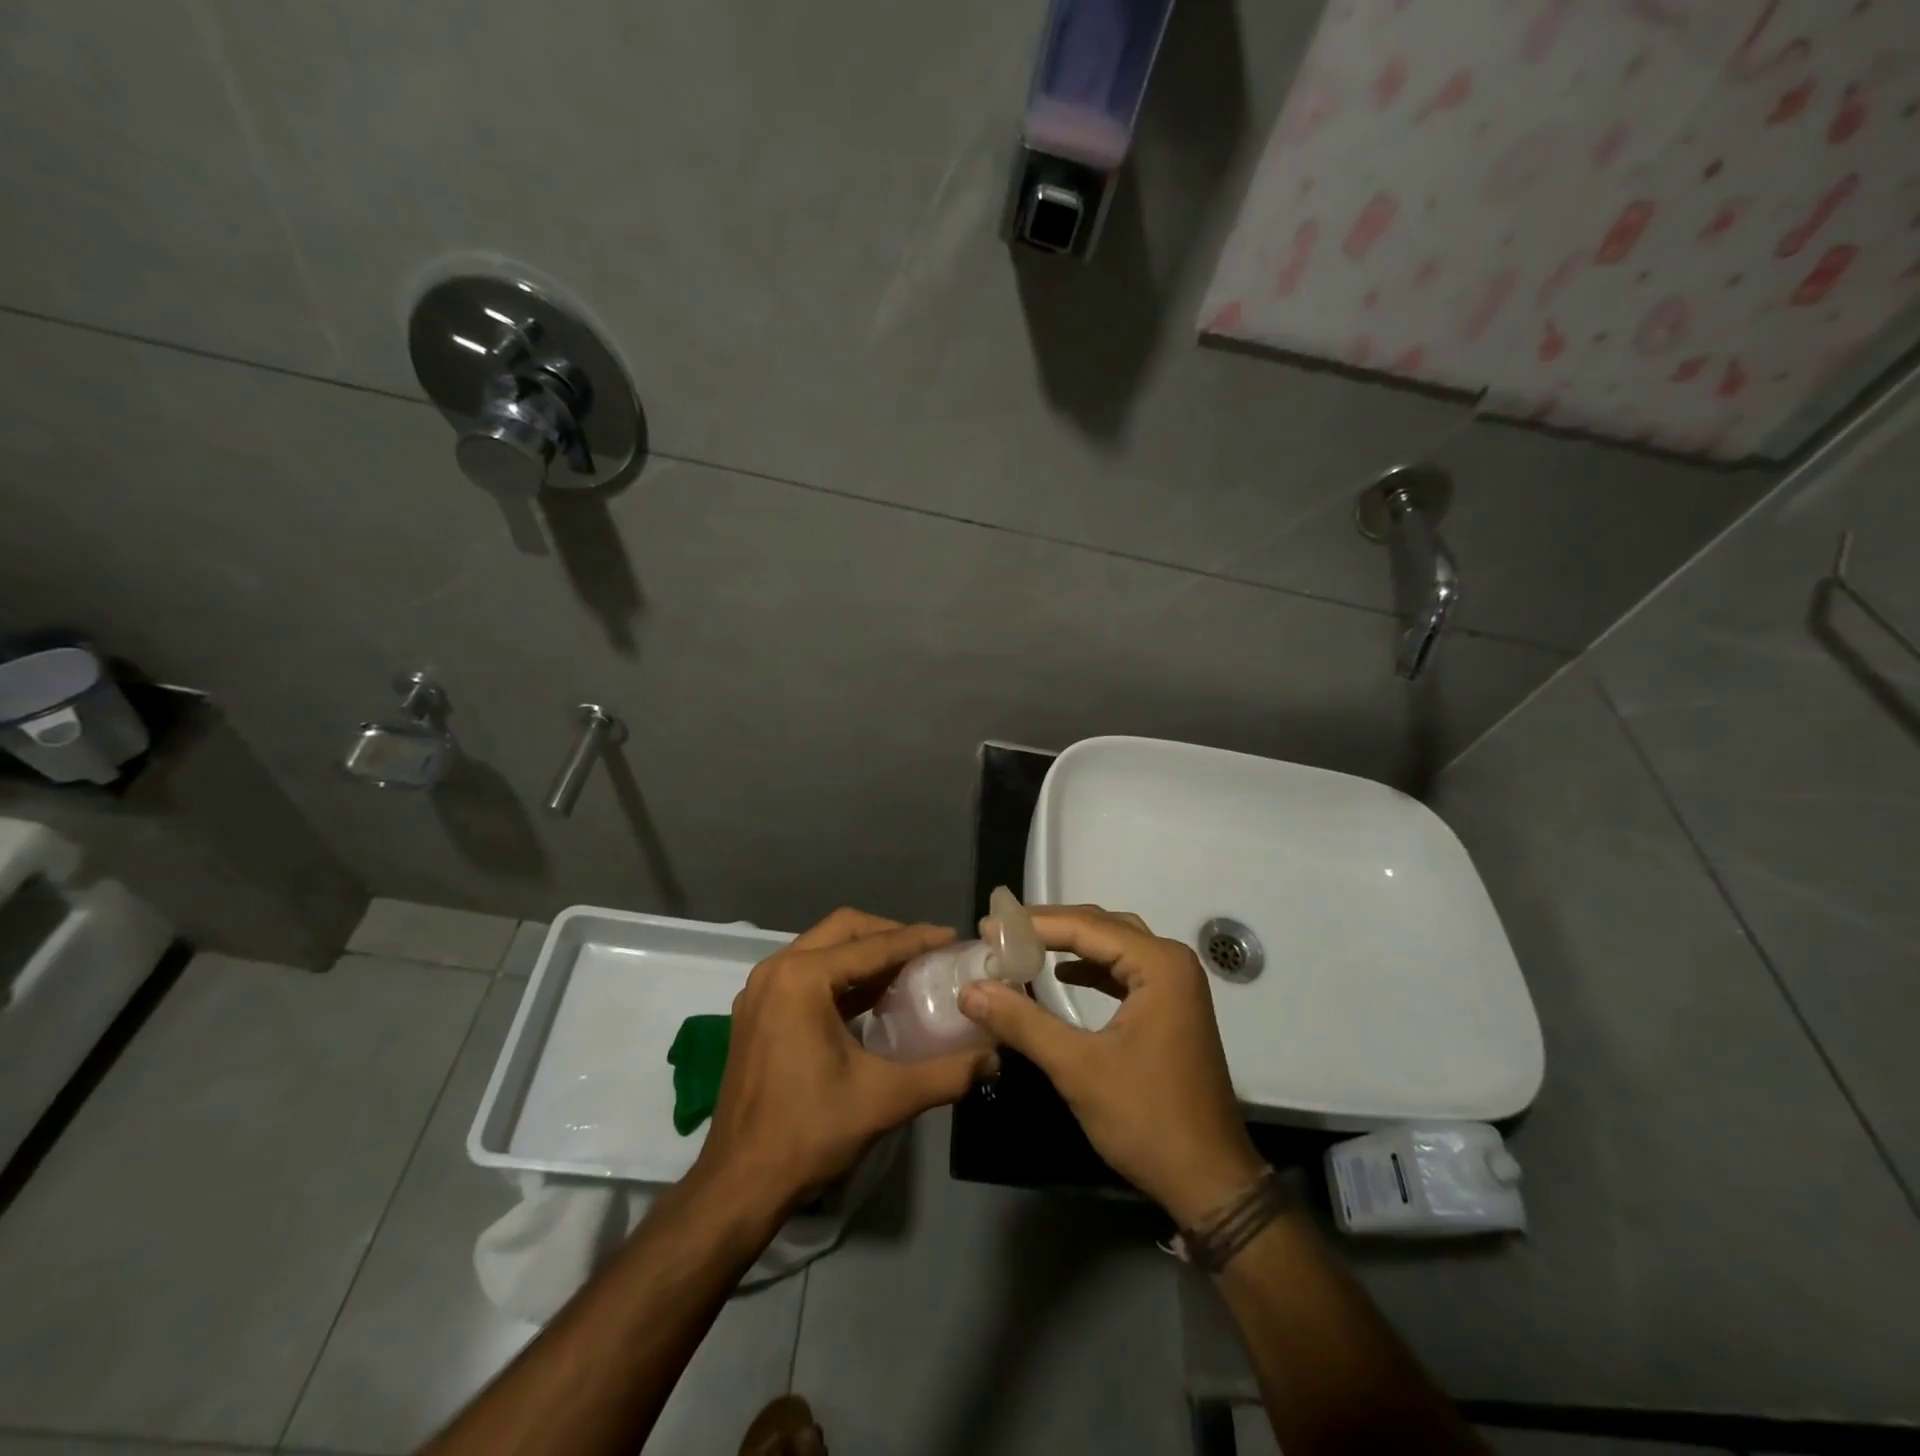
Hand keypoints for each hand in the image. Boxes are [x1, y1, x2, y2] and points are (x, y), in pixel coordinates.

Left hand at [692, 909, 995, 1215]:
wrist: (739, 1185)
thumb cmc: (809, 1133)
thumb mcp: (885, 1099)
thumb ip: (946, 1074)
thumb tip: (994, 1059)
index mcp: (802, 978)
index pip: (872, 946)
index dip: (917, 939)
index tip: (953, 937)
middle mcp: (776, 970)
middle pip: (843, 930)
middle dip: (889, 935)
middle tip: (929, 951)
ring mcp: (761, 990)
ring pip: (822, 949)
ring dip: (864, 954)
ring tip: (907, 970)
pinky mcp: (757, 1012)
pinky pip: (806, 974)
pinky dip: (841, 976)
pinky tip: (872, 998)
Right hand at [958, 905, 1262, 1225]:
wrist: (1210, 1182)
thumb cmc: (1147, 1119)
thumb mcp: (1078, 1068)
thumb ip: (1023, 1022)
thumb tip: (970, 989)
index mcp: (1159, 965)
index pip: (1086, 926)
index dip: (1033, 924)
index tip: (986, 927)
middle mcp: (1172, 963)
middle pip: (1102, 927)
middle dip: (1050, 927)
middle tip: (1000, 931)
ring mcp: (1176, 987)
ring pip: (1114, 946)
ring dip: (1070, 944)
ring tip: (1023, 946)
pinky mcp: (1172, 1010)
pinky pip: (1124, 971)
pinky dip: (1091, 968)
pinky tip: (1061, 976)